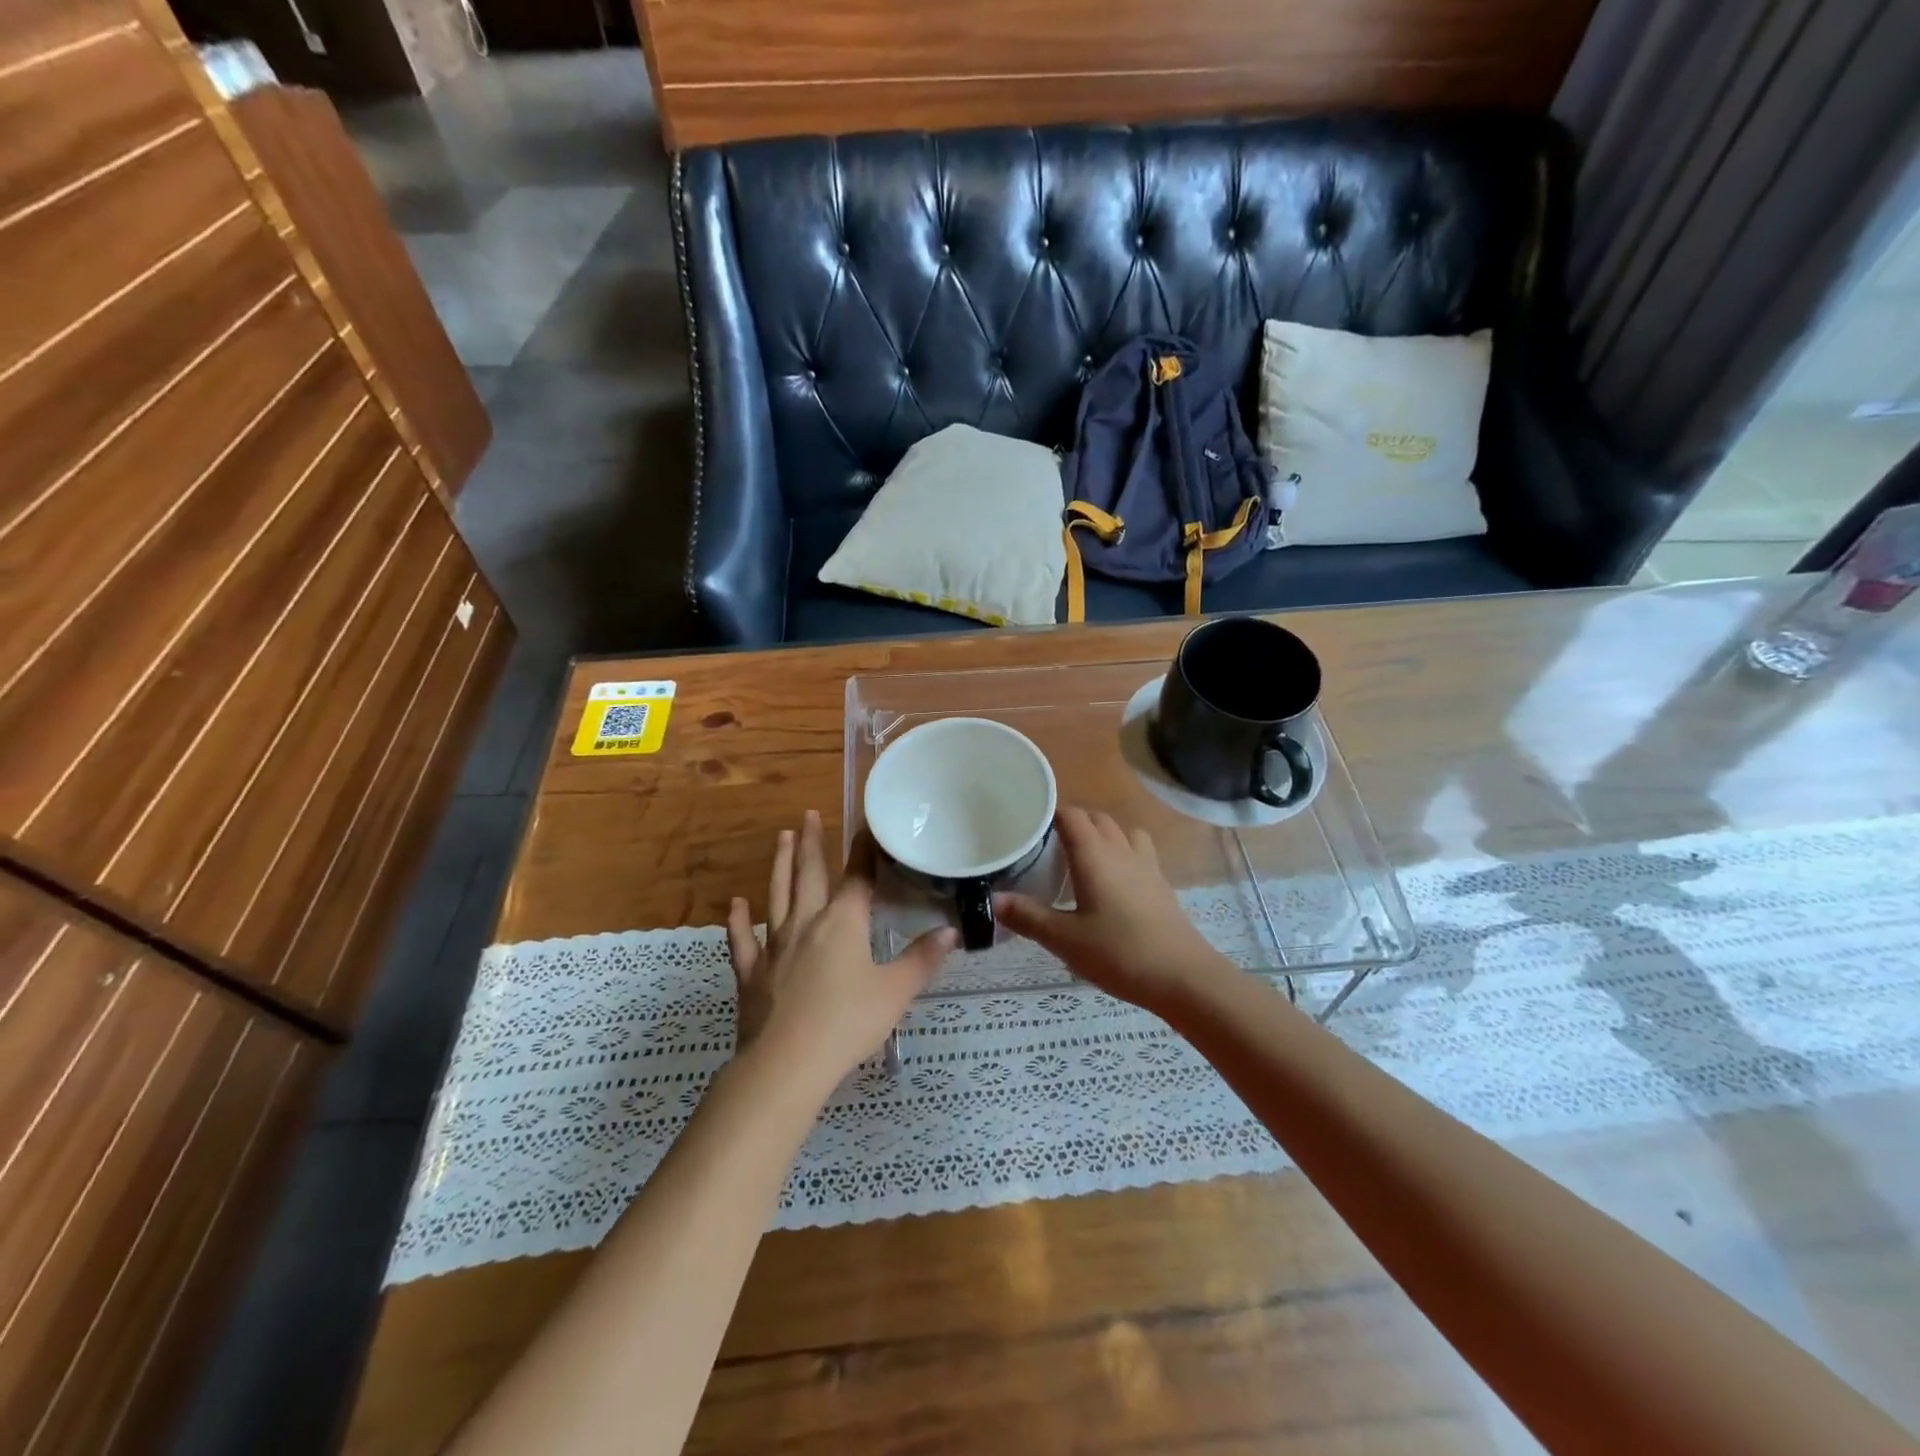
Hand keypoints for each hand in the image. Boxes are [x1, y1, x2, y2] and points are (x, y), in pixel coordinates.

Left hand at [726, 811, 956, 1093]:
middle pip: (809, 874)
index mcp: (843, 923)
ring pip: (776, 895)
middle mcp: (806, 923)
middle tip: (809, 814)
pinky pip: (742, 940)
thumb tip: (950, 931)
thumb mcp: (895, 993)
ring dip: (780, 864)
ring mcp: (774, 946)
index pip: (857, 876)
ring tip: (782, 837)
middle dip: (812, 843)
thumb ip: (922, 960)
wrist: (785, 1065)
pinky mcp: (751, 972)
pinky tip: (736, 904)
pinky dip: (738, 921)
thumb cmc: (847, 1024)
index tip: (865, 824)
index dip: (864, 850)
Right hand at [995, 807, 1226, 1014]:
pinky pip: (1140, 853)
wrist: (1183, 977)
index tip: (1028, 826)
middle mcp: (1121, 850)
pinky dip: (1123, 854)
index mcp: (1094, 854)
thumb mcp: (1064, 939)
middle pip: (1097, 818)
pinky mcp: (1162, 885)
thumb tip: (993, 899)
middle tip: (1048, 846)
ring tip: (1084, 858)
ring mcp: (1146, 866)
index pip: (1071, 815)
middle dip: (1073, 822)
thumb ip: (1028, 917)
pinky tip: (1114, 883)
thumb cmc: (1119, 953)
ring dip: (1103, 834)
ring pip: (1123, 832)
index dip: (1050, 814)